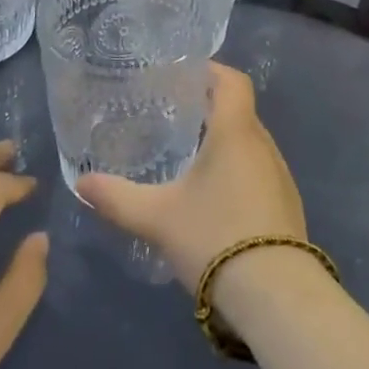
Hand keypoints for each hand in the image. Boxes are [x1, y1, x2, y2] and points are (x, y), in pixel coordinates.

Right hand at [76, 64, 304, 298]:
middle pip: (239, 112)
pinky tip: (214, 198)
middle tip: (173, 117)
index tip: (183, 76)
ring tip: (189, 156)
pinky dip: (237, 171)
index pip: (233, 81)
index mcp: (236, 132)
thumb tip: (81, 183)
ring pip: (250, 144)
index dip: (211, 71)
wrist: (276, 296)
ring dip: (224, 143)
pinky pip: (258, 172)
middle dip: (209, 110)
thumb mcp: (157, 217)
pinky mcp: (287, 207)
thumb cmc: (215, 237)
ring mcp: (280, 177)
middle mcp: (263, 145)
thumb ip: (117, 198)